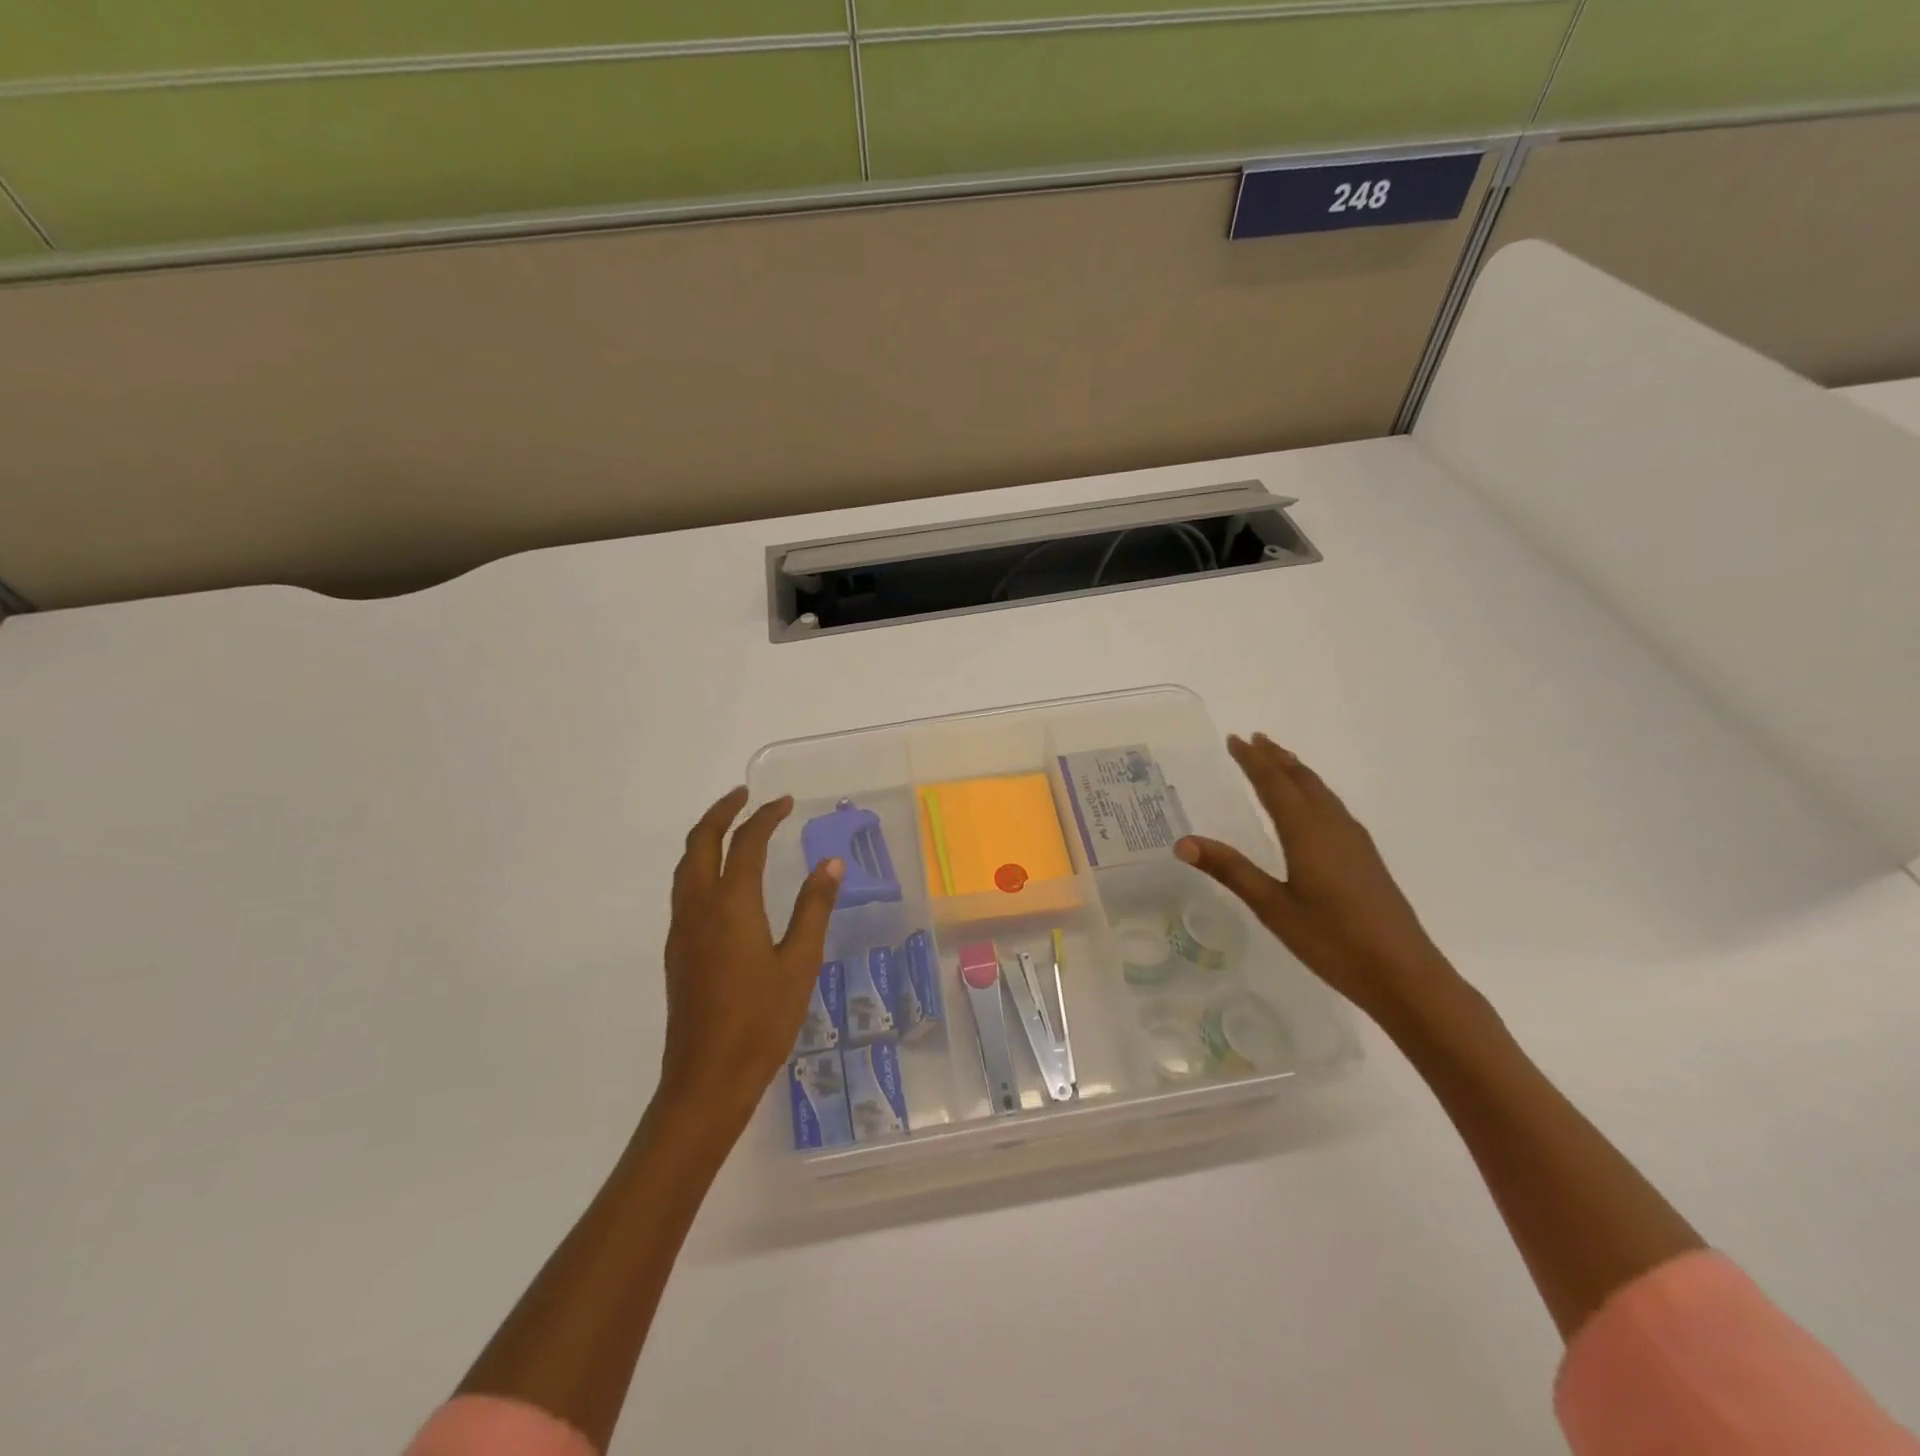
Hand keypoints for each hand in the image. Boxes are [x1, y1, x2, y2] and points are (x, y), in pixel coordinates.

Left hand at [658, 788, 842, 1129]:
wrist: (707, 1077)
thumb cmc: (761, 1021)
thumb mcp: (800, 963)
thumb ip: (814, 908)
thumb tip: (830, 863)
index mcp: (731, 905)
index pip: (746, 843)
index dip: (766, 817)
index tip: (786, 802)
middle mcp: (699, 907)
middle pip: (700, 842)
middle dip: (721, 812)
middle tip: (745, 795)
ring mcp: (682, 929)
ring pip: (685, 865)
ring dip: (705, 836)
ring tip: (731, 826)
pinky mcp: (677, 949)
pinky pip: (683, 888)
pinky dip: (699, 864)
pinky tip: (721, 878)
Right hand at [1175, 734, 1454, 1024]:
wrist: (1404, 973)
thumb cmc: (1332, 941)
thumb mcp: (1272, 907)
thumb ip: (1230, 870)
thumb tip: (1183, 842)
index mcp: (1306, 832)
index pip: (1274, 784)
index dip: (1252, 761)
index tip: (1234, 739)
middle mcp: (1332, 826)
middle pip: (1302, 780)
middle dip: (1276, 757)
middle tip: (1253, 739)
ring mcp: (1354, 841)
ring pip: (1322, 792)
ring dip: (1297, 772)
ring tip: (1279, 761)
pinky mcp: (1366, 858)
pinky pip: (1334, 807)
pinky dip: (1314, 791)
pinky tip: (1313, 807)